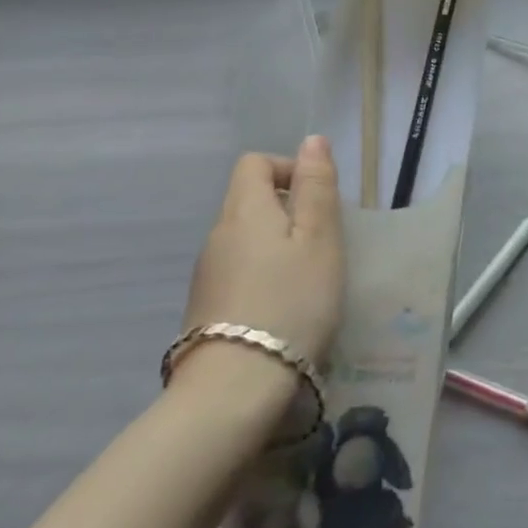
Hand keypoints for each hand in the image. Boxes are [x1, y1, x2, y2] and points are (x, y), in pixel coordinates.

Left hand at [184, 136, 344, 364]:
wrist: (235, 387)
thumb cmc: (291, 301)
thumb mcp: (320, 238)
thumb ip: (316, 186)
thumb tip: (312, 140)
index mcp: (245, 210)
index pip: (255, 163)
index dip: (288, 169)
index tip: (318, 200)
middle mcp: (217, 234)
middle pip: (249, 201)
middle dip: (288, 211)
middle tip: (323, 244)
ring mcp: (206, 274)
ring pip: (244, 239)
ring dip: (276, 246)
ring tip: (307, 279)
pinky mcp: (204, 309)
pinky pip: (237, 272)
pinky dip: (261, 275)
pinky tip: (282, 308)